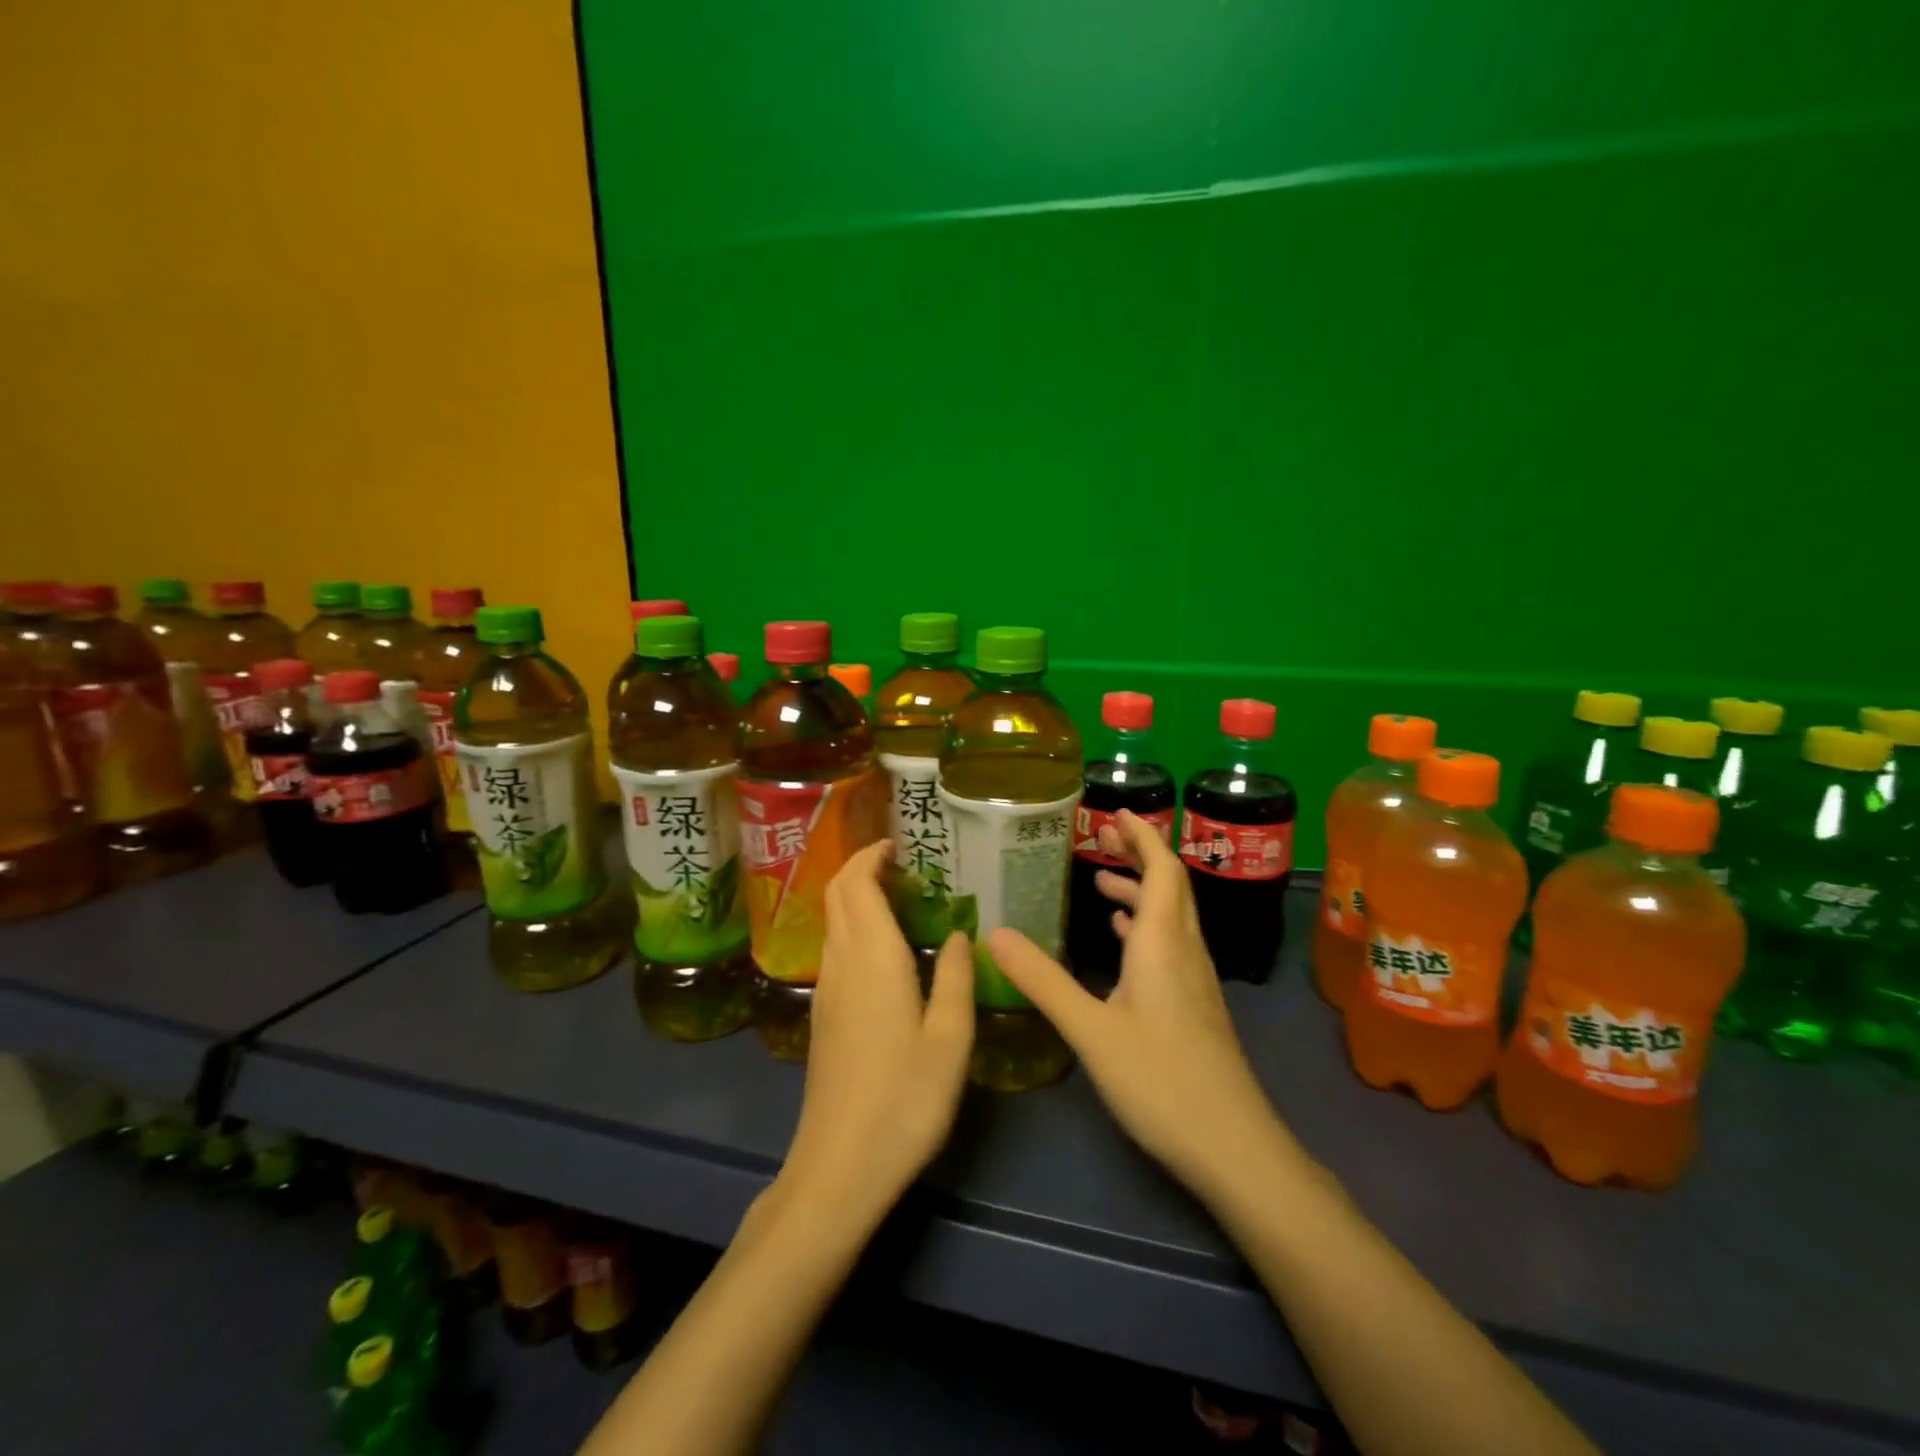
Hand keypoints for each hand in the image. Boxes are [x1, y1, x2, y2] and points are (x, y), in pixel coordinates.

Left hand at [777, 840, 974, 1224]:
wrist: (839, 1167)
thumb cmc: (904, 1100)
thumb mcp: (950, 1040)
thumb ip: (955, 979)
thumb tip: (958, 935)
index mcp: (873, 958)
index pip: (857, 884)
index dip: (871, 856)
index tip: (897, 844)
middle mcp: (842, 963)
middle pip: (837, 895)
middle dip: (860, 867)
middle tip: (900, 864)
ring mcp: (826, 990)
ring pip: (832, 922)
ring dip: (855, 897)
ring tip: (899, 899)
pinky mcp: (822, 1016)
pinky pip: (834, 949)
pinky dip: (853, 927)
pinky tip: (884, 950)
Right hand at [990, 811, 1297, 1201]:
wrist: (1234, 1149)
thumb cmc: (1161, 1082)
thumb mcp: (1091, 1030)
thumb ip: (1043, 981)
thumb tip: (995, 933)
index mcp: (1164, 944)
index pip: (1161, 869)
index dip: (1142, 836)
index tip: (1116, 812)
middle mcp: (1185, 952)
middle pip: (1170, 886)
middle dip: (1139, 855)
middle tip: (1103, 836)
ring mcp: (1194, 982)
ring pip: (1172, 918)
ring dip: (1140, 892)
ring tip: (1102, 885)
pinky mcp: (1195, 1007)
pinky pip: (1171, 947)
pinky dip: (1146, 929)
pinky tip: (1124, 941)